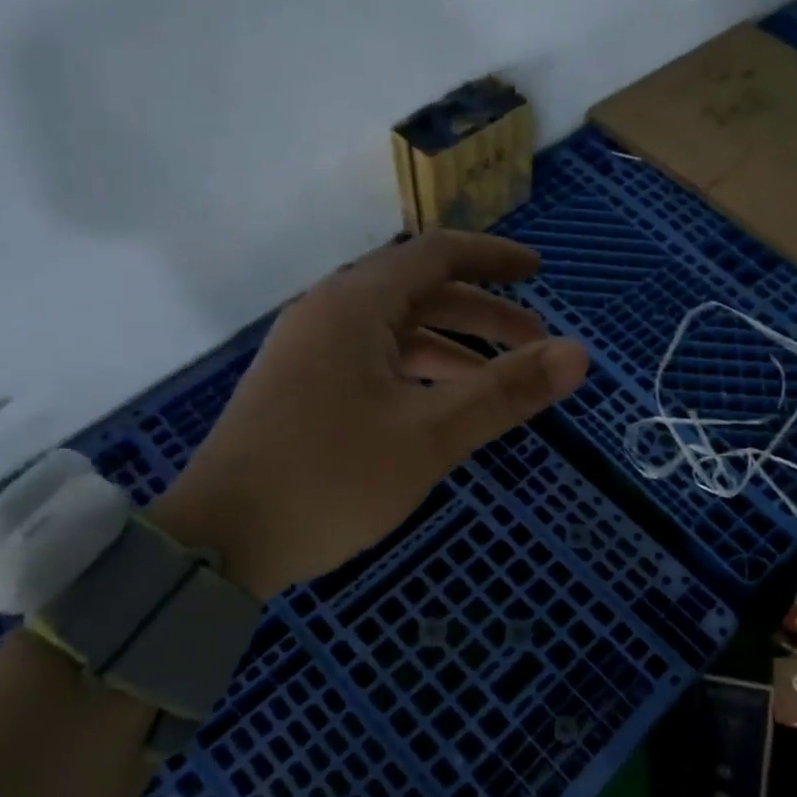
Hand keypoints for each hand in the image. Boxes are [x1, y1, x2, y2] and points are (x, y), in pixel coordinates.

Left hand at [150, 231, 587, 598]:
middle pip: (419, 292)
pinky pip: (372, 360)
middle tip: (534, 342)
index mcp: (354, 305)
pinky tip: (441, 408)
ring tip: (498, 383)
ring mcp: (308, 351)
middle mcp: (328, 313)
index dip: (493, 257)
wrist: (217, 542)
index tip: (538, 271)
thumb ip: (506, 392)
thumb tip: (579, 355)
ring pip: (395, 330)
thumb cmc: (329, 479)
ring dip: (452, 347)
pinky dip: (417, 372)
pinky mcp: (300, 386)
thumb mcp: (430, 436)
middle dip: (482, 313)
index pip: (437, 254)